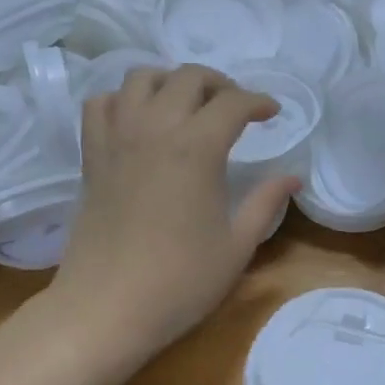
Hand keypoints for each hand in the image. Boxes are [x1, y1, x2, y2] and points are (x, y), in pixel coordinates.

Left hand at [48, 65, 298, 379]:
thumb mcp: (236, 247)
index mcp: (196, 148)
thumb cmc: (179, 282)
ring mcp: (116, 139)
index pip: (234, 103)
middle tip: (235, 108)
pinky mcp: (91, 157)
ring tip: (186, 107)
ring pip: (140, 78)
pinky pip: (100, 104)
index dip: (259, 102)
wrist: (106, 307)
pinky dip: (122, 100)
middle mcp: (154, 129)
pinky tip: (137, 121)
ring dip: (169, 82)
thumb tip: (293, 177)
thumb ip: (266, 204)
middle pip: (188, 77)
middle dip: (219, 84)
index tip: (272, 114)